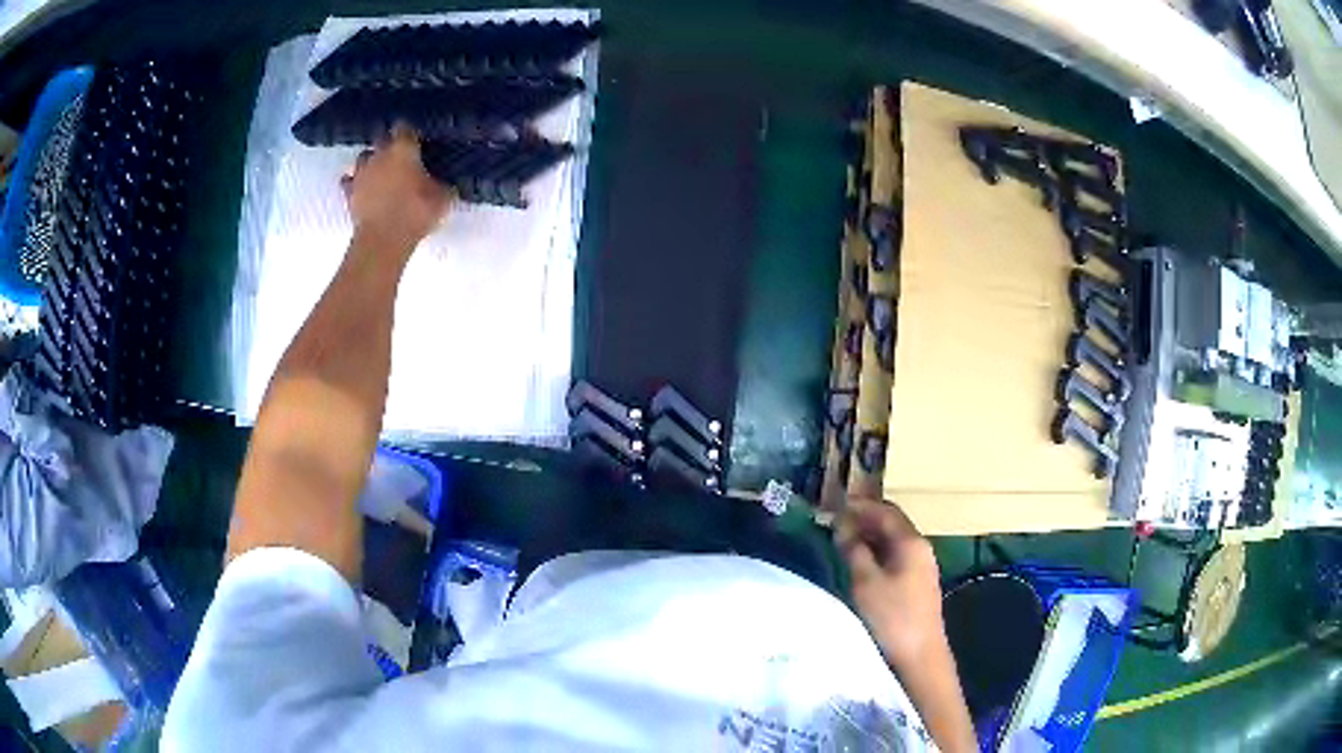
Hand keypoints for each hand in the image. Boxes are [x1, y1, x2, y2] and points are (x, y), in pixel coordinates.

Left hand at [341, 123, 452, 257]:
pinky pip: (349, 181)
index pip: (404, 127)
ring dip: (371, 162)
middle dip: (389, 144)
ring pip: (363, 157)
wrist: (383, 240)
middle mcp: (379, 154)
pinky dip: (354, 183)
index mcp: (403, 148)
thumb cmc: (416, 212)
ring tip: (380, 172)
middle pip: (381, 139)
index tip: (416, 139)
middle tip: (399, 156)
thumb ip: (444, 184)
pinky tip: (362, 188)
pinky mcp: (348, 194)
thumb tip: (449, 182)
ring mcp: (361, 173)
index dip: (409, 132)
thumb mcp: (443, 198)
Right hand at [836, 498, 946, 668]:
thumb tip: (842, 526)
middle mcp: (920, 548)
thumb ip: (853, 550)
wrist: (919, 655)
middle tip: (834, 522)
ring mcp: (921, 566)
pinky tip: (859, 563)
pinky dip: (875, 554)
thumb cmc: (892, 616)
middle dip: (863, 520)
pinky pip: (894, 557)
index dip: (859, 506)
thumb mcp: (866, 582)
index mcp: (911, 542)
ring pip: (892, 542)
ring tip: (841, 541)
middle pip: (891, 524)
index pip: (885, 511)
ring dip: (868, 538)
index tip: (834, 505)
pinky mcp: (917, 584)